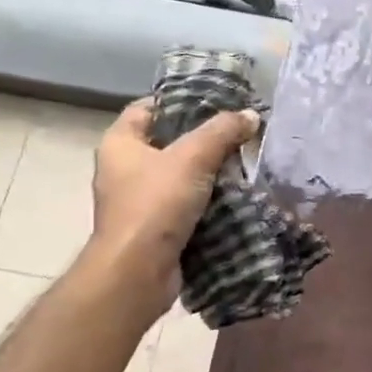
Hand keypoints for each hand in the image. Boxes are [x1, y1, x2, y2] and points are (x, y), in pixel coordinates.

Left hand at [82, 98, 257, 317]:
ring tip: (244, 161)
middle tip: (238, 132)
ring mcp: (137, 201)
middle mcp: (123, 168)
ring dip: (208, 172)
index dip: (179, 100)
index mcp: (120, 143)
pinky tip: (235, 195)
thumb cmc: (156, 203)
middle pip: (167, 142)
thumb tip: (250, 115)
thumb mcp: (193, 157)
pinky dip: (206, 200)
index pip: (148, 108)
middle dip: (202, 138)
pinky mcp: (154, 228)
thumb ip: (222, 131)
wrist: (138, 271)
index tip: (215, 102)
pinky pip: (184, 204)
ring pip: (179, 175)